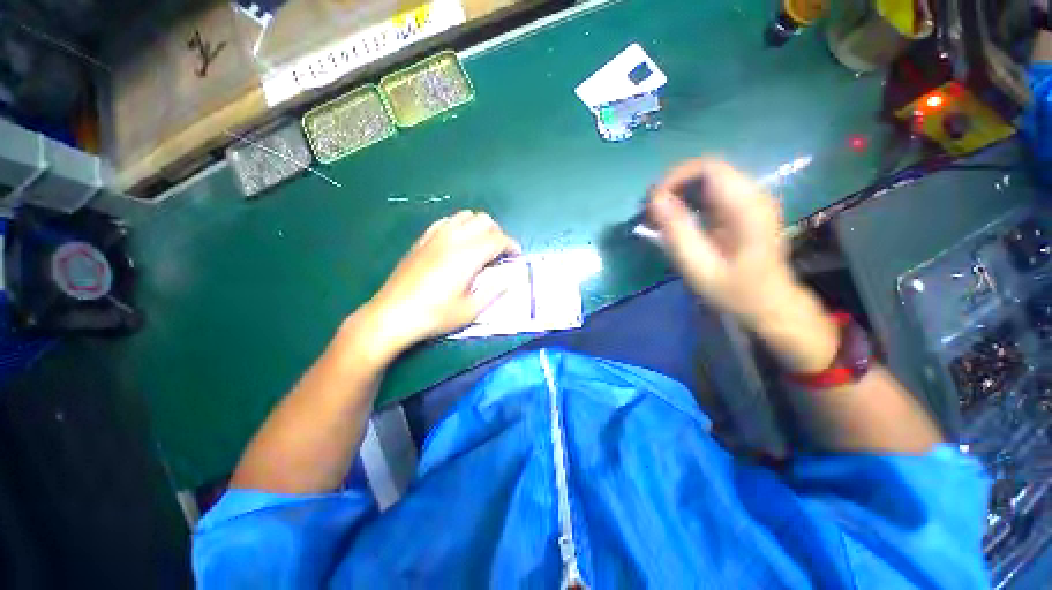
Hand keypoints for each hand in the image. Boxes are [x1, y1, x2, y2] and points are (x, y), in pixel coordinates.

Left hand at [357, 211, 520, 357]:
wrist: (393, 314)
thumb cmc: (434, 316)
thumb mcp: (470, 311)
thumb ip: (493, 292)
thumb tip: (509, 279)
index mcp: (468, 256)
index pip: (498, 239)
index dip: (512, 246)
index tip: (516, 256)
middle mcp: (453, 239)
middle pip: (484, 221)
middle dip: (497, 233)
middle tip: (499, 253)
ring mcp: (435, 236)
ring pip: (465, 216)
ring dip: (479, 227)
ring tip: (480, 246)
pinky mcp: (422, 240)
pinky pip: (446, 221)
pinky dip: (459, 226)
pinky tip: (458, 242)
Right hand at [646, 159, 838, 372]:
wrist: (769, 305)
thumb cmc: (734, 291)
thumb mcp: (699, 266)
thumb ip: (677, 231)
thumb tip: (656, 199)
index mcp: (747, 206)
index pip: (708, 168)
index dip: (675, 178)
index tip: (653, 202)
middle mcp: (753, 194)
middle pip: (707, 171)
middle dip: (674, 186)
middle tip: (651, 212)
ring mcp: (751, 201)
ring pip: (708, 180)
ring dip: (679, 194)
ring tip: (659, 217)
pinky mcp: (744, 209)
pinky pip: (712, 193)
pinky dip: (689, 202)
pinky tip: (676, 220)